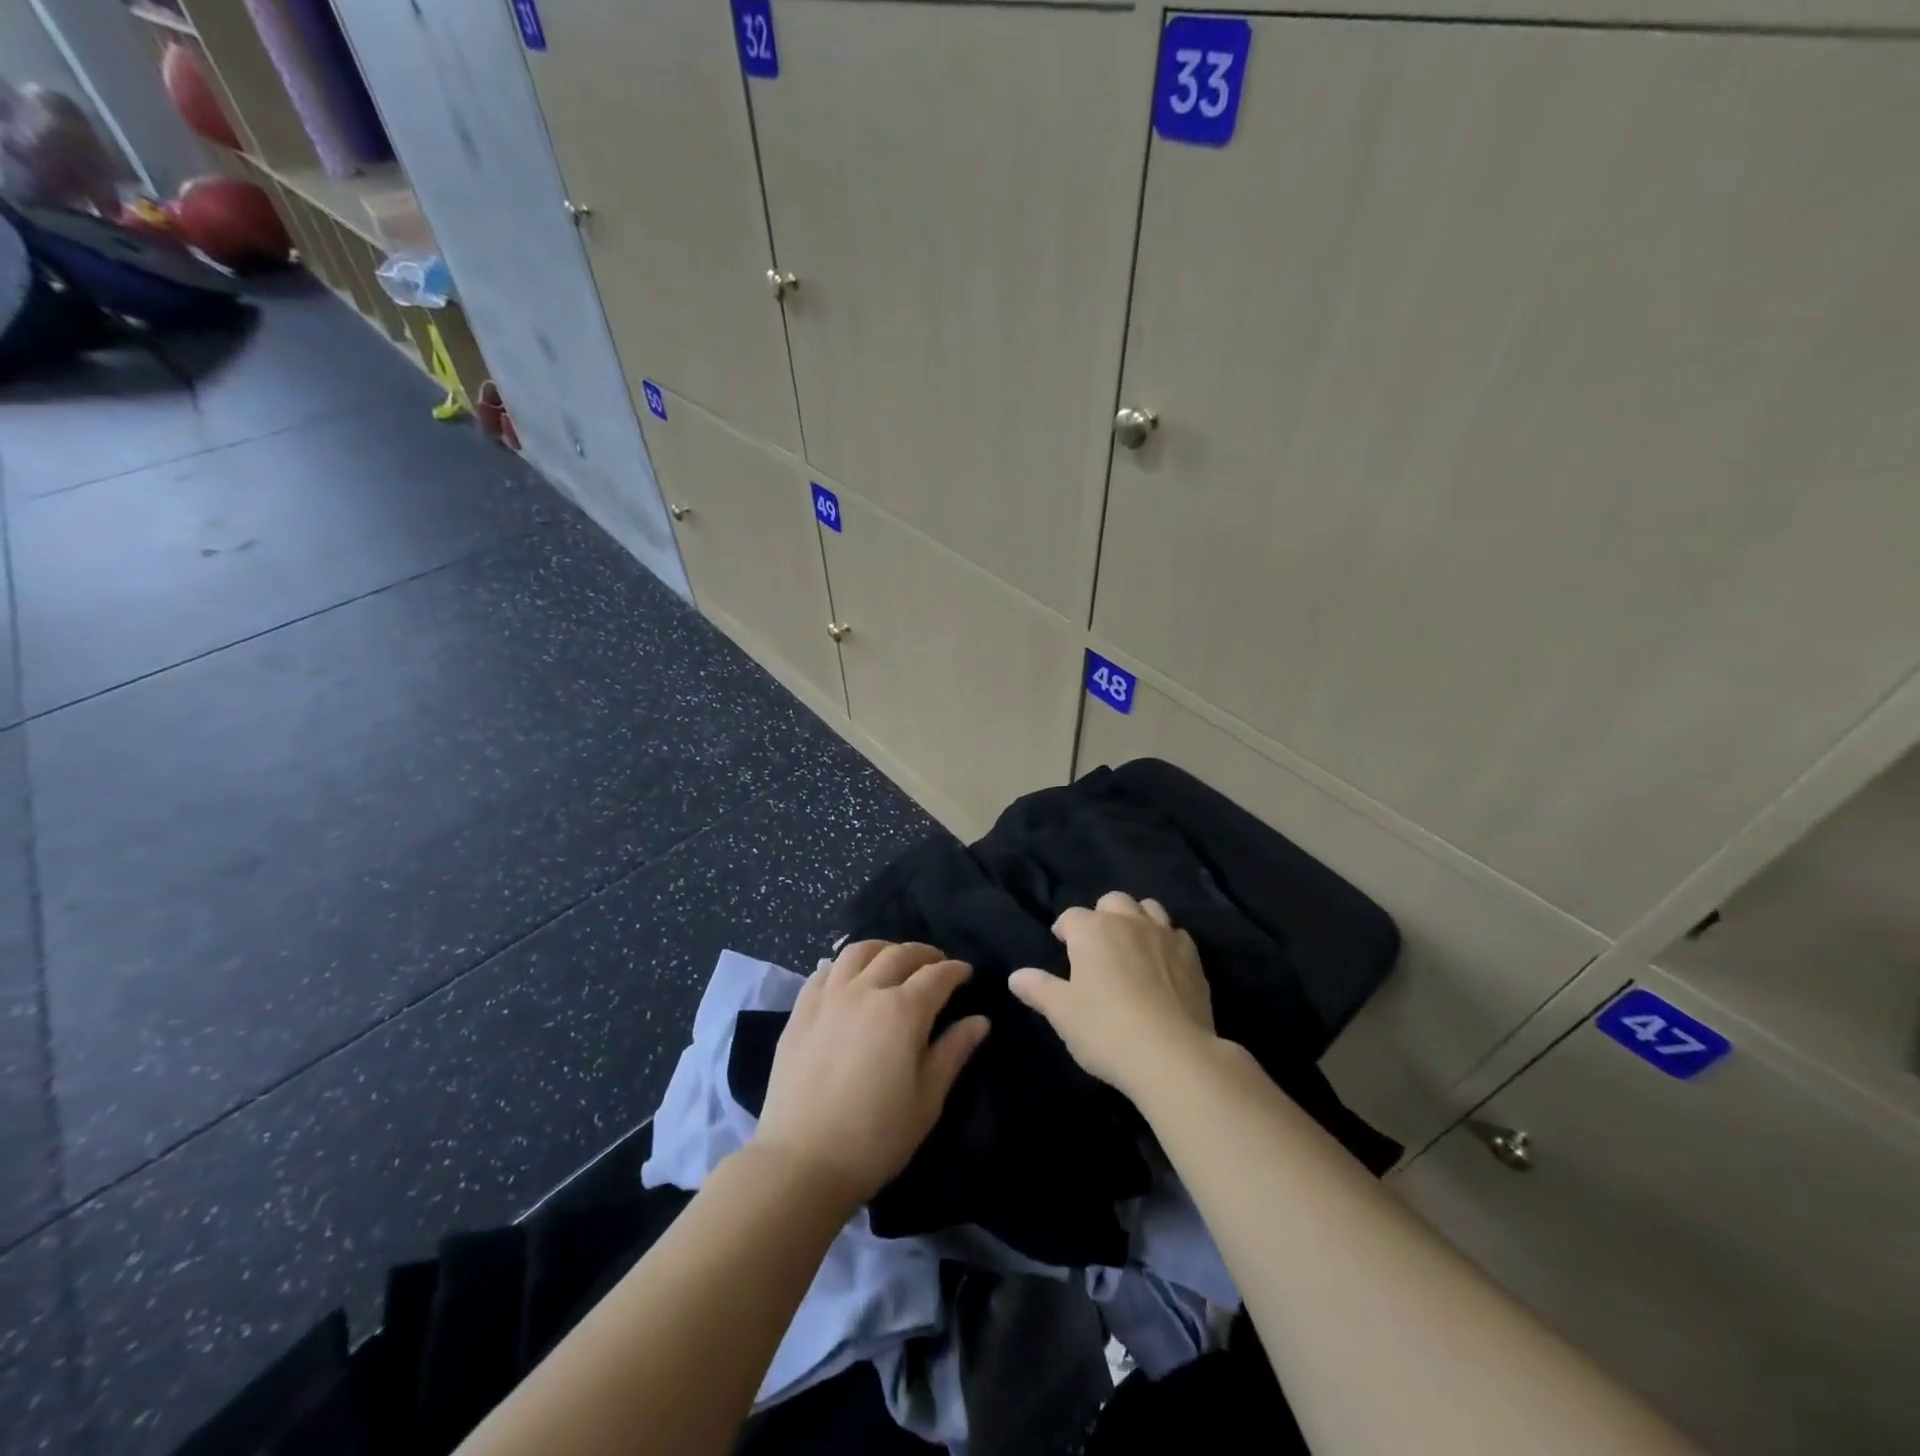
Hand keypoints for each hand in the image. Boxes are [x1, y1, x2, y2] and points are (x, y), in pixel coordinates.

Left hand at [751, 940, 989, 1212]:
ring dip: (883, 949)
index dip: (955, 971)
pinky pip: (824, 970)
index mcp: (902, 1011)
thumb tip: (979, 1021)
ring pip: (858, 952)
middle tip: (936, 964)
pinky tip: (849, 977)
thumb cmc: (876, 1137)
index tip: (966, 974)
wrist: (802, 1161)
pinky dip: (844, 964)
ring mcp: (829, 997)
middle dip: (924, 954)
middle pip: (899, 954)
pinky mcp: (801, 1011)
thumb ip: (953, 1052)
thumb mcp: (927, 1099)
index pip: (937, 976)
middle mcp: (866, 990)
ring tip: (893, 960)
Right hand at [1009, 891, 1215, 1100]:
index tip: (1062, 948)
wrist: (1173, 1055)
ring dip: (1136, 919)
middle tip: (1097, 947)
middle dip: (1101, 916)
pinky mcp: (1192, 956)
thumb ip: (1039, 989)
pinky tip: (1163, 963)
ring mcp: (1164, 935)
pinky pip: (1176, 934)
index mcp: (1092, 930)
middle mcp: (1128, 922)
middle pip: (1112, 901)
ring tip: (1131, 946)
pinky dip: (1166, 941)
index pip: (1071, 917)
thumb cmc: (1106, 1030)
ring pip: (1148, 908)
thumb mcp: (1062, 1013)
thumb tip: (1016, 976)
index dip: (1064, 931)